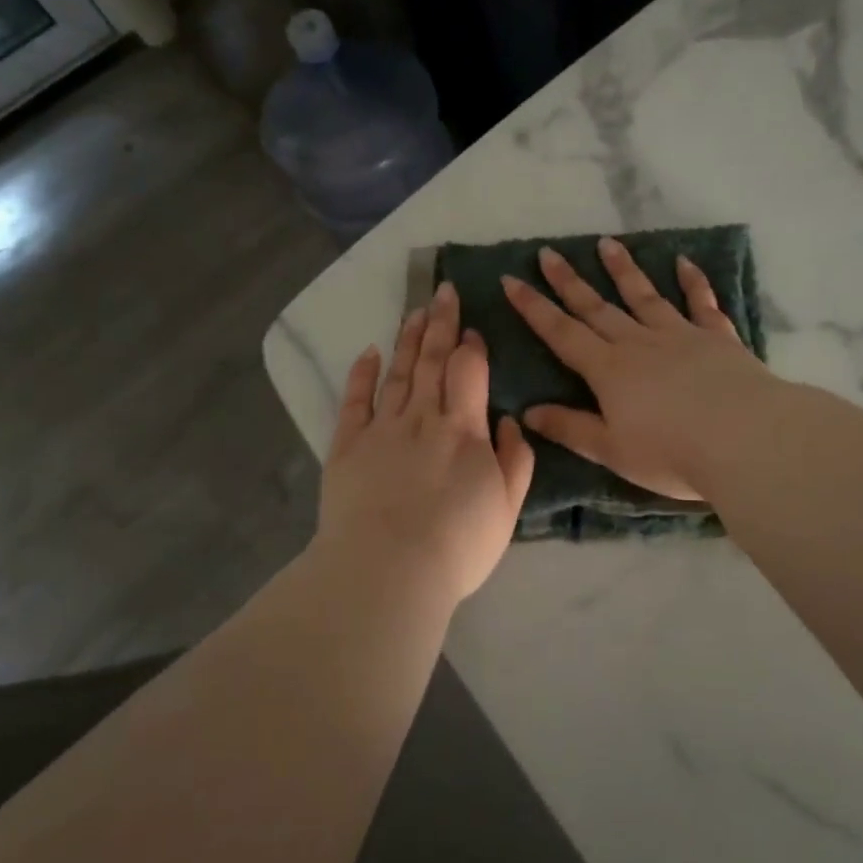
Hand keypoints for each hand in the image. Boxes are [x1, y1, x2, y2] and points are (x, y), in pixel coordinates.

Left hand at [318, 281, 536, 605]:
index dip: (471, 346)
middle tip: (442, 292)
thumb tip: (508, 420)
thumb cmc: (457, 545)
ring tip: (414, 312)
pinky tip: (369, 352)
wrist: (388, 571)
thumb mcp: (507, 509)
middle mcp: (422, 418)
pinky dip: (361, 374)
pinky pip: (354, 401)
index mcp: (463, 430)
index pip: (468, 372)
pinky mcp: (347, 446)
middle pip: (431, 361)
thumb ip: (515, 460)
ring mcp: (381, 429)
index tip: (472, 328)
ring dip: (407, 339)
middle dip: (439, 324)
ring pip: (397, 373)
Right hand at [503, 238, 777, 500]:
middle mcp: (639, 344)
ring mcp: (680, 335)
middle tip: (549, 252)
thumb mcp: (611, 450)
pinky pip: (701, 304)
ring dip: (624, 270)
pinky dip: (693, 282)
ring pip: (644, 296)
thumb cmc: (671, 454)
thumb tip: (527, 412)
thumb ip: (570, 428)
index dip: (534, 307)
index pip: (562, 333)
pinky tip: (685, 263)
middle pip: (597, 307)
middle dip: (569, 281)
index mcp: (609, 370)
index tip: (512, 279)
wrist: (745, 439)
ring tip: (607, 244)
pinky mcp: (717, 338)